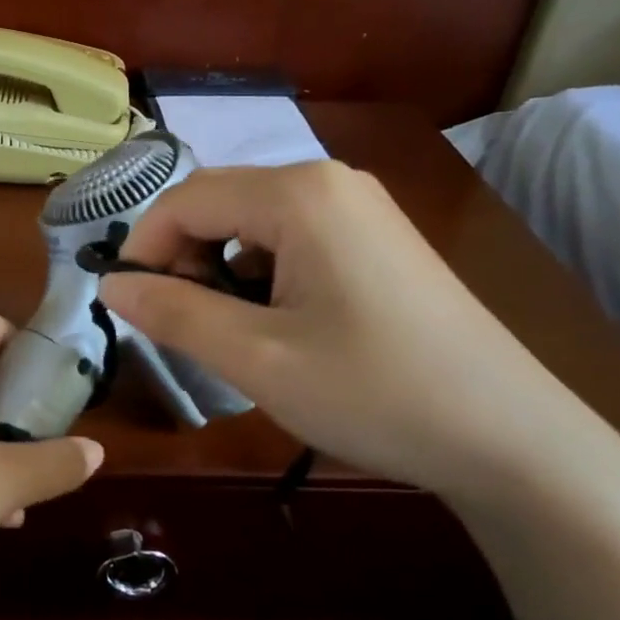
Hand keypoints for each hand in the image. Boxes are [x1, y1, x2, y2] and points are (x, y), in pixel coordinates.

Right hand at [99, 161, 586, 499]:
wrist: (508, 436)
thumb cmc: (373, 391)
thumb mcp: (256, 358)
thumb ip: (174, 314)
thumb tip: (111, 285)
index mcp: (299, 193)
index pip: (186, 199)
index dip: (143, 249)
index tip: (131, 308)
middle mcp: (330, 182)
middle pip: (220, 204)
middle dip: (184, 261)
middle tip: (182, 328)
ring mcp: (361, 210)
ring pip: (254, 226)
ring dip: (222, 273)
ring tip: (234, 337)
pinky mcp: (377, 243)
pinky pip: (293, 242)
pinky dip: (262, 278)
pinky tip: (281, 329)